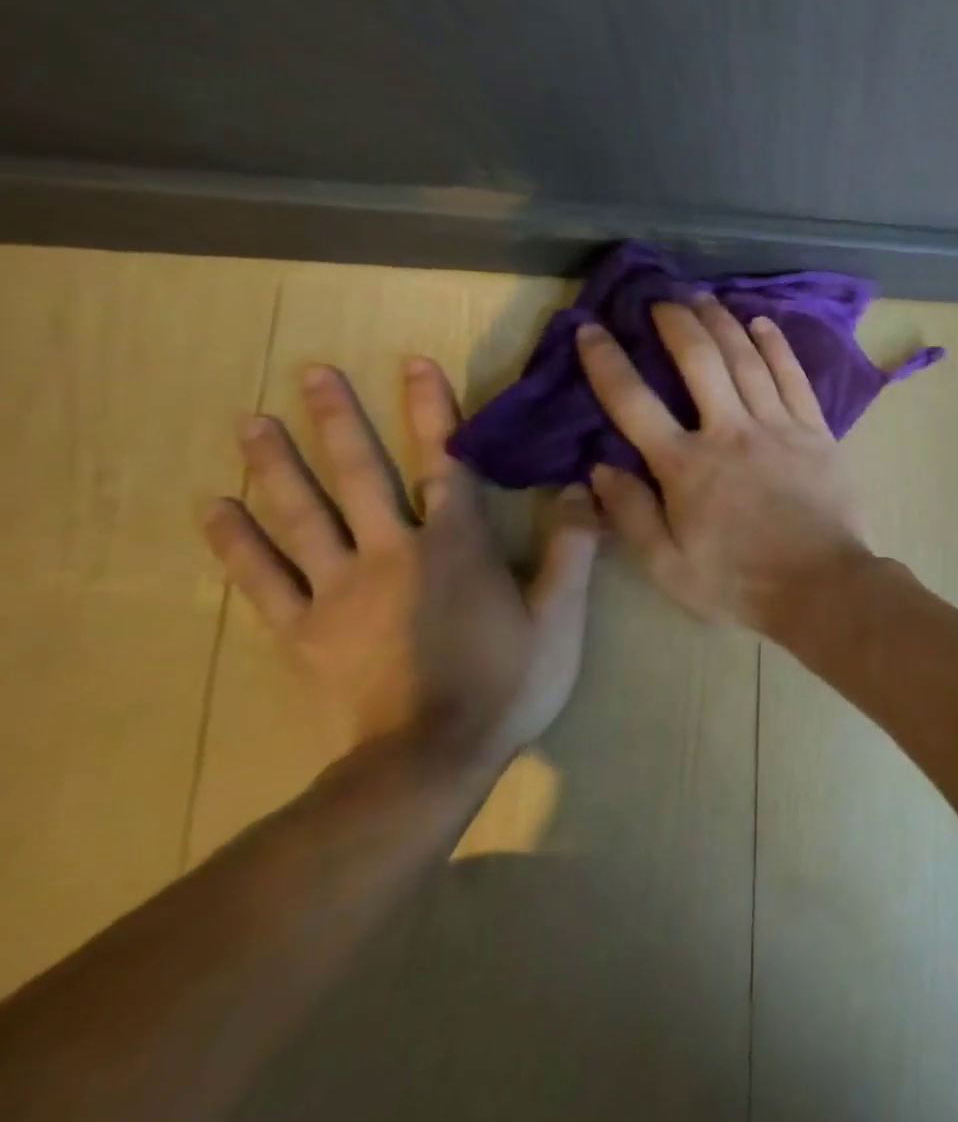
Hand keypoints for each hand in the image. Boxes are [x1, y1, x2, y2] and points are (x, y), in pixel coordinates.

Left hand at [202, 360, 599, 764]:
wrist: (432, 758)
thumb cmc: (508, 682)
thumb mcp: (561, 617)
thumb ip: (571, 548)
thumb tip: (577, 486)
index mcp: (457, 547)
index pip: (447, 464)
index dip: (432, 412)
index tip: (414, 363)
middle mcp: (391, 554)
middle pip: (361, 476)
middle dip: (339, 420)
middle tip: (311, 373)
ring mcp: (338, 591)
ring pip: (302, 516)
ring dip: (277, 465)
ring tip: (252, 422)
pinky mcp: (304, 630)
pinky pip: (262, 578)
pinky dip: (236, 542)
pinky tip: (215, 509)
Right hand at [576, 296, 871, 633]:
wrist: (822, 585)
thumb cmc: (740, 582)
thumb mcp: (668, 566)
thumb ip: (630, 514)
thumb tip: (599, 467)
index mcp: (686, 467)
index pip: (633, 401)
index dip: (607, 361)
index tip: (591, 329)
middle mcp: (730, 432)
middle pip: (699, 360)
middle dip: (676, 322)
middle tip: (661, 298)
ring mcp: (779, 427)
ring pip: (747, 359)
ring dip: (723, 323)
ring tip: (704, 298)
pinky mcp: (817, 431)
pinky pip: (794, 377)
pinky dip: (777, 346)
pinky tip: (763, 323)